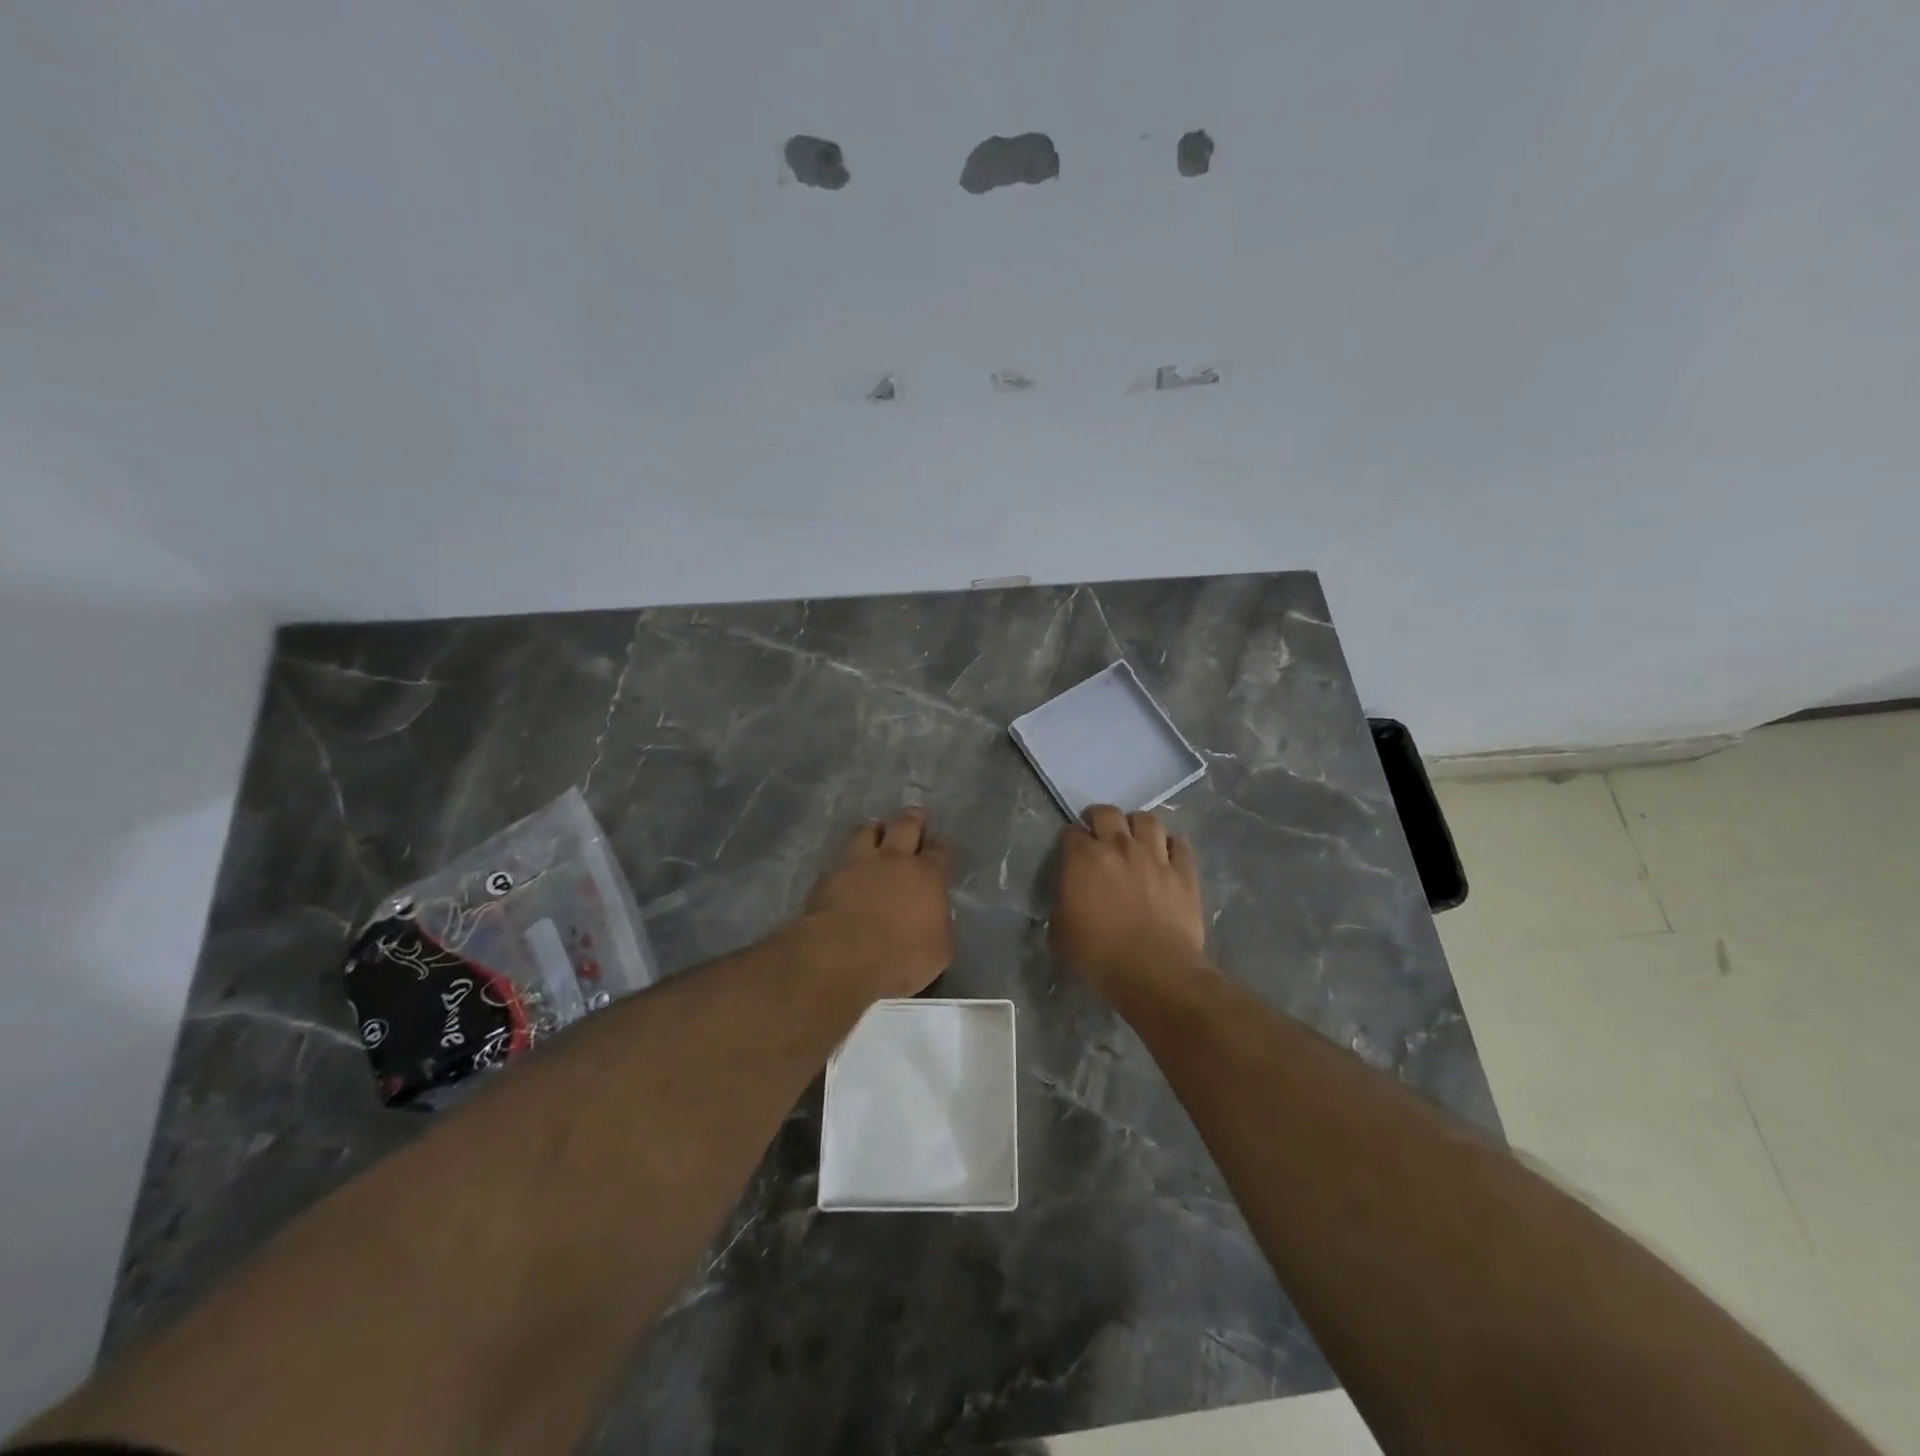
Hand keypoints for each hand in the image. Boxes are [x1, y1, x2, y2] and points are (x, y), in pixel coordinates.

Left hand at [798, 807, 954, 999]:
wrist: (843, 955)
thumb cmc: (901, 957)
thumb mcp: (938, 952)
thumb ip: (940, 927)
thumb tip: (936, 918)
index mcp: (927, 876)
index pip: (940, 851)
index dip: (942, 845)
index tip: (941, 843)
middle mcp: (893, 860)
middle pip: (904, 826)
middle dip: (912, 818)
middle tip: (915, 815)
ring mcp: (857, 864)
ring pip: (867, 831)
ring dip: (874, 830)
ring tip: (875, 831)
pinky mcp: (827, 877)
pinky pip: (839, 858)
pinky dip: (845, 859)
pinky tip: (845, 866)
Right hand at [1052, 806, 1206, 998]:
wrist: (1154, 971)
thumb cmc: (1099, 955)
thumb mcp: (1060, 934)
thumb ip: (1061, 906)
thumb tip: (1066, 900)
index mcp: (1082, 859)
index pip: (1070, 832)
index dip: (1069, 839)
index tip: (1070, 851)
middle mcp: (1118, 846)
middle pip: (1107, 813)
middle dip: (1099, 818)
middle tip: (1098, 832)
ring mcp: (1154, 856)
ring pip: (1147, 820)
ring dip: (1137, 825)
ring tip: (1135, 837)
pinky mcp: (1184, 872)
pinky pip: (1180, 845)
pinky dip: (1172, 845)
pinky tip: (1167, 855)